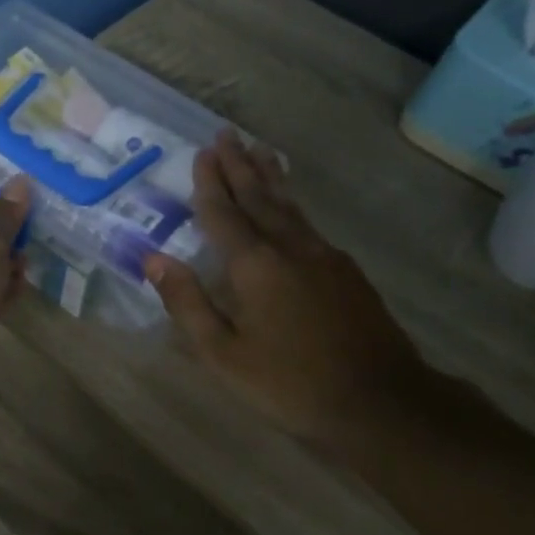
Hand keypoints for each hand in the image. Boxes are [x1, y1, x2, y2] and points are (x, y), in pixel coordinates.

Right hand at [144, 133, 428, 444]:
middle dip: (239, 165)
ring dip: (269, 176)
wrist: (380, 401)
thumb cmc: (290, 382)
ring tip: (259, 149)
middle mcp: (289, 247)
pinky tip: (290, 205)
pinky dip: (291, 202)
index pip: (224, 213)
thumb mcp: (223, 353)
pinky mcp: (346, 271)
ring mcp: (324, 256)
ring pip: (289, 205)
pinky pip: (308, 222)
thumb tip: (153, 259)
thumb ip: (187, 303)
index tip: (202, 152)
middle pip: (259, 197)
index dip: (210, 183)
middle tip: (227, 134)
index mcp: (255, 265)